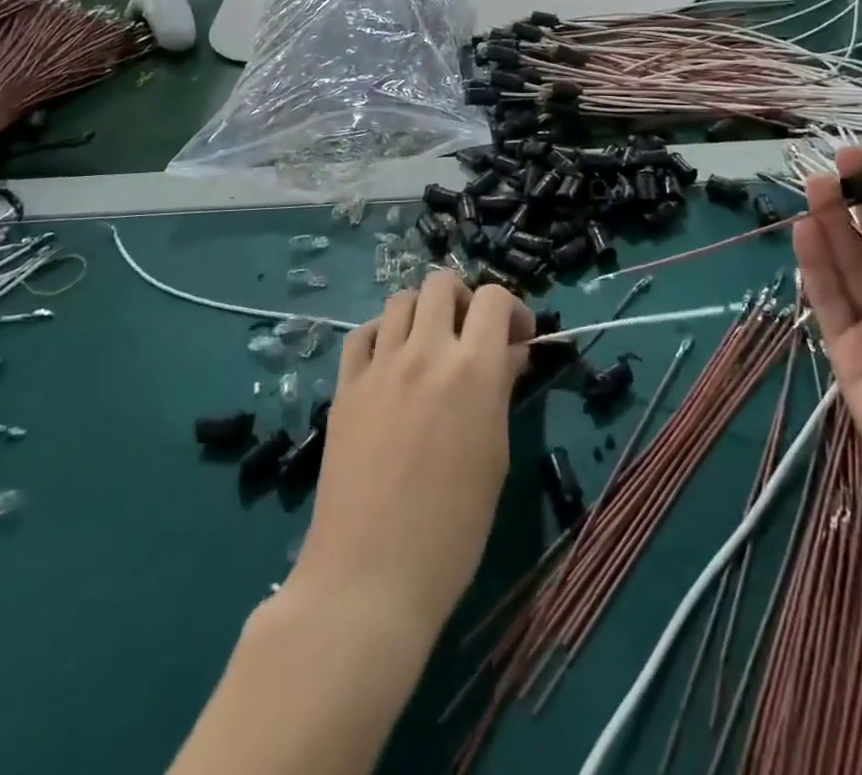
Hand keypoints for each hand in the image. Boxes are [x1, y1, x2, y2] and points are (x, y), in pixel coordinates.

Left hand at [289, 272, 532, 638]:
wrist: (370, 577)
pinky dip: (383, 334)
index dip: (511, 309)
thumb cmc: (453, 529)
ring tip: (430, 347)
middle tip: (470, 337)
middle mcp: (425, 353)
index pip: (494, 299)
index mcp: (472, 369)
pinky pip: (363, 334)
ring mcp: (379, 366)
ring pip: (401, 300)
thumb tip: (510, 352)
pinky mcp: (345, 387)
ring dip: (423, 312)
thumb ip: (500, 390)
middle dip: (464, 300)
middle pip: (441, 283)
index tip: (516, 338)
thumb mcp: (494, 456)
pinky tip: (390, 362)